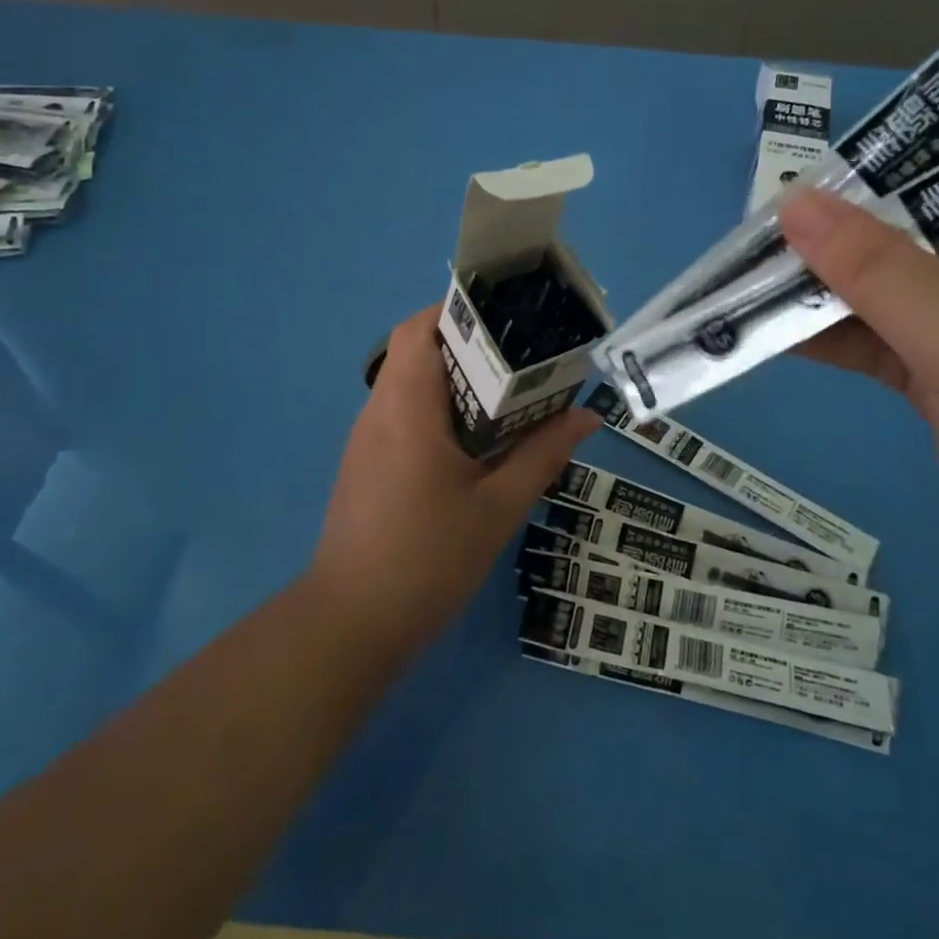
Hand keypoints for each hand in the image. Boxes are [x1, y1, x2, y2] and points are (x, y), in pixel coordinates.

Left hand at [308, 303, 598, 656]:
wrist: (351, 625)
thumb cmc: (427, 560)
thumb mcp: (498, 507)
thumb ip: (543, 454)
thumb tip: (588, 416)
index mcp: (406, 408)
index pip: (418, 329)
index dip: (458, 312)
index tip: (507, 319)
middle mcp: (379, 412)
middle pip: (416, 351)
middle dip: (469, 345)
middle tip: (523, 358)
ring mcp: (367, 440)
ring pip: (409, 384)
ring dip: (455, 380)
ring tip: (510, 394)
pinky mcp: (366, 465)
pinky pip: (404, 415)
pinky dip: (440, 410)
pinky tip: (477, 440)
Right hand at [781, 190, 938, 617]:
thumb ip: (875, 268)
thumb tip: (793, 202)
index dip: (872, 174)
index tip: (794, 179)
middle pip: (907, 238)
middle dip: (833, 241)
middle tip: (751, 236)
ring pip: (886, 296)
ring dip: (820, 295)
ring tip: (743, 282)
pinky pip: (879, 346)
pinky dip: (830, 340)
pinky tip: (771, 332)